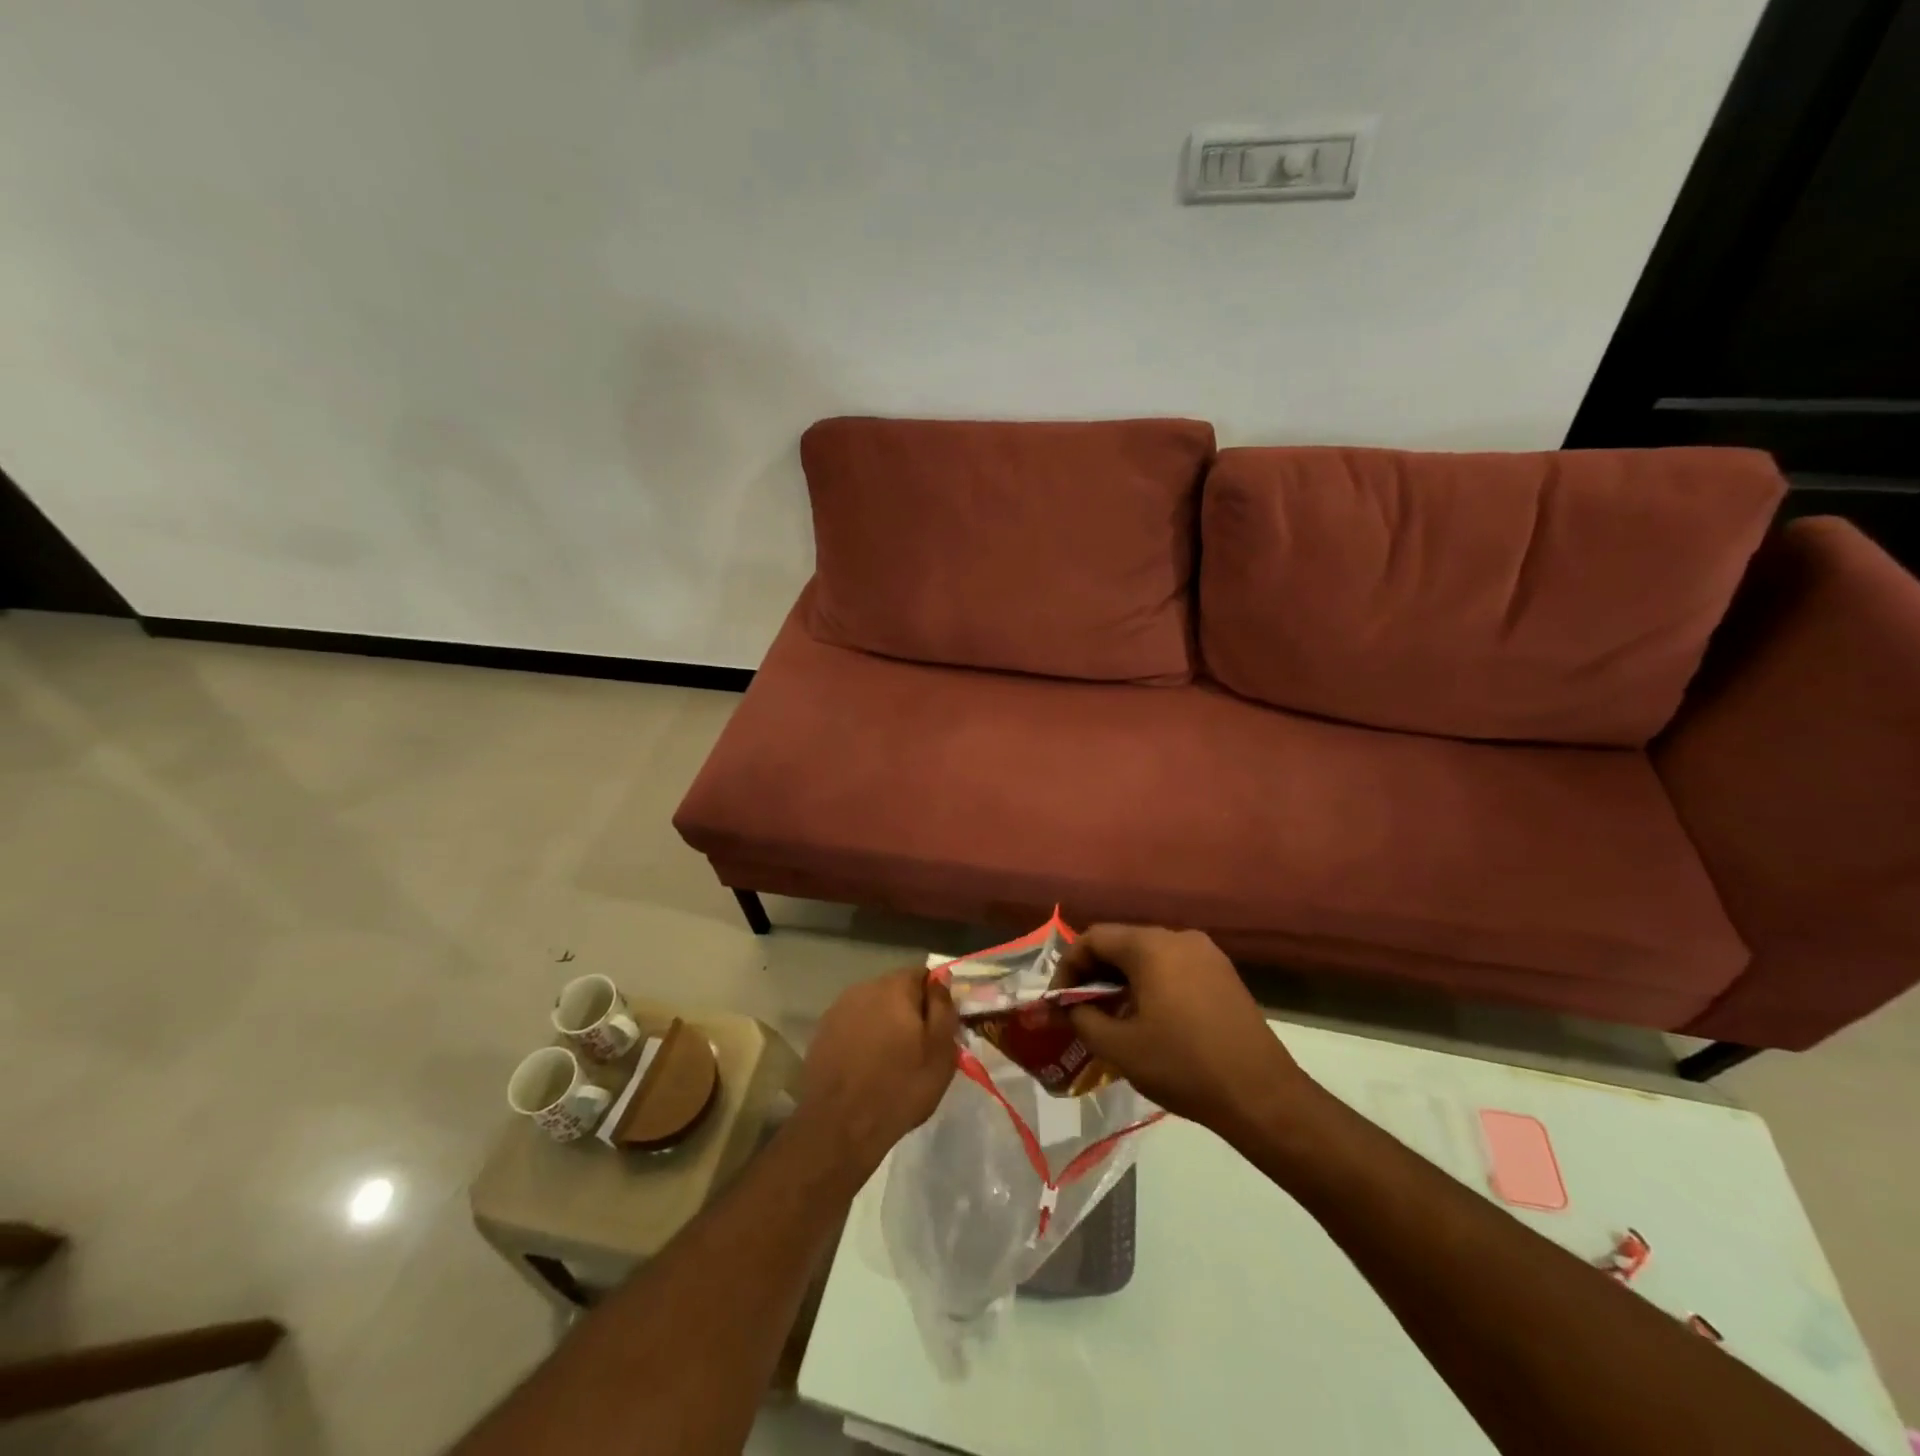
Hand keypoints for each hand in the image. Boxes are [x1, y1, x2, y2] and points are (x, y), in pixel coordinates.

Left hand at [794, 968, 957, 1182]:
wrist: (839, 1126)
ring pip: (873, 1008)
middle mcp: (863, 988)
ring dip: (885, 1023)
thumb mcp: (940, 1052)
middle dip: (909, 1010)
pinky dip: (863, 1037)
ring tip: (892, 1058)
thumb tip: (941, 981)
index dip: (935, 997)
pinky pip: (853, 1025)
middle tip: (919, 1045)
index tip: (940, 1024)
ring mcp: (838, 1009)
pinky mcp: (822, 1032)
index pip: (922, 974)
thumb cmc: (899, 1087)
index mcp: (894, 987)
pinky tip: (867, 1065)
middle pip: (896, 989)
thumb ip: (943, 1008)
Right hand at [1058, 925, 1315, 1137]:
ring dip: (1123, 979)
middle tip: (1080, 1009)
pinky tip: (1148, 1017)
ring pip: (1149, 955)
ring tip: (1111, 1016)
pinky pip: (1173, 966)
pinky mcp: (1223, 974)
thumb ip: (1082, 1019)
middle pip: (1122, 942)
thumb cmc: (1182, 1065)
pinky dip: (1151, 983)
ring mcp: (1206, 954)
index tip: (1060, 1000)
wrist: (1260, 1095)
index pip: (1094, 937)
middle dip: (1095, 972)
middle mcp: (1179, 937)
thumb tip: (1066, 1007)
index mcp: (1152, 946)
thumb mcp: (1119, 1048)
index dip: (1069, 965)